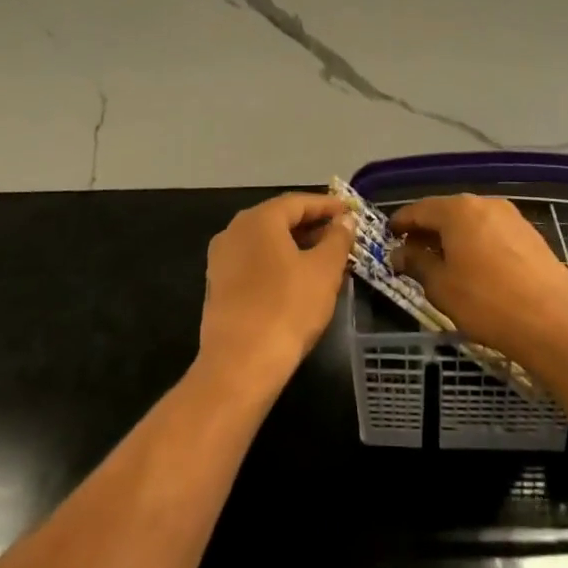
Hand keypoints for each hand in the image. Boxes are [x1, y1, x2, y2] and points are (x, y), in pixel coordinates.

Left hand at [198, 193, 353, 393]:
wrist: (239, 365)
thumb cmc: (287, 309)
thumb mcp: (324, 271)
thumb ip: (337, 239)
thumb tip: (345, 221)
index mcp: (259, 219)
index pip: (298, 202)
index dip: (327, 206)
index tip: (349, 212)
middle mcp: (234, 230)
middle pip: (279, 219)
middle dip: (311, 225)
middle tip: (340, 235)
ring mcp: (221, 259)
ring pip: (265, 242)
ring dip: (295, 245)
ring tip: (323, 258)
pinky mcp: (217, 286)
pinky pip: (253, 262)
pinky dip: (277, 263)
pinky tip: (297, 280)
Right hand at [390, 194, 567, 366]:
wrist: (554, 323)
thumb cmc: (486, 302)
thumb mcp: (441, 287)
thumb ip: (417, 264)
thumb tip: (400, 252)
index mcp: (458, 210)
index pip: (419, 209)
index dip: (401, 222)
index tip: (389, 235)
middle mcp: (485, 203)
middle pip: (446, 212)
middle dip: (428, 230)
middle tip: (412, 251)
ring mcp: (512, 217)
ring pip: (472, 221)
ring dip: (454, 237)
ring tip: (443, 262)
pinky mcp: (531, 235)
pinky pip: (493, 232)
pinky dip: (477, 243)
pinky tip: (475, 267)